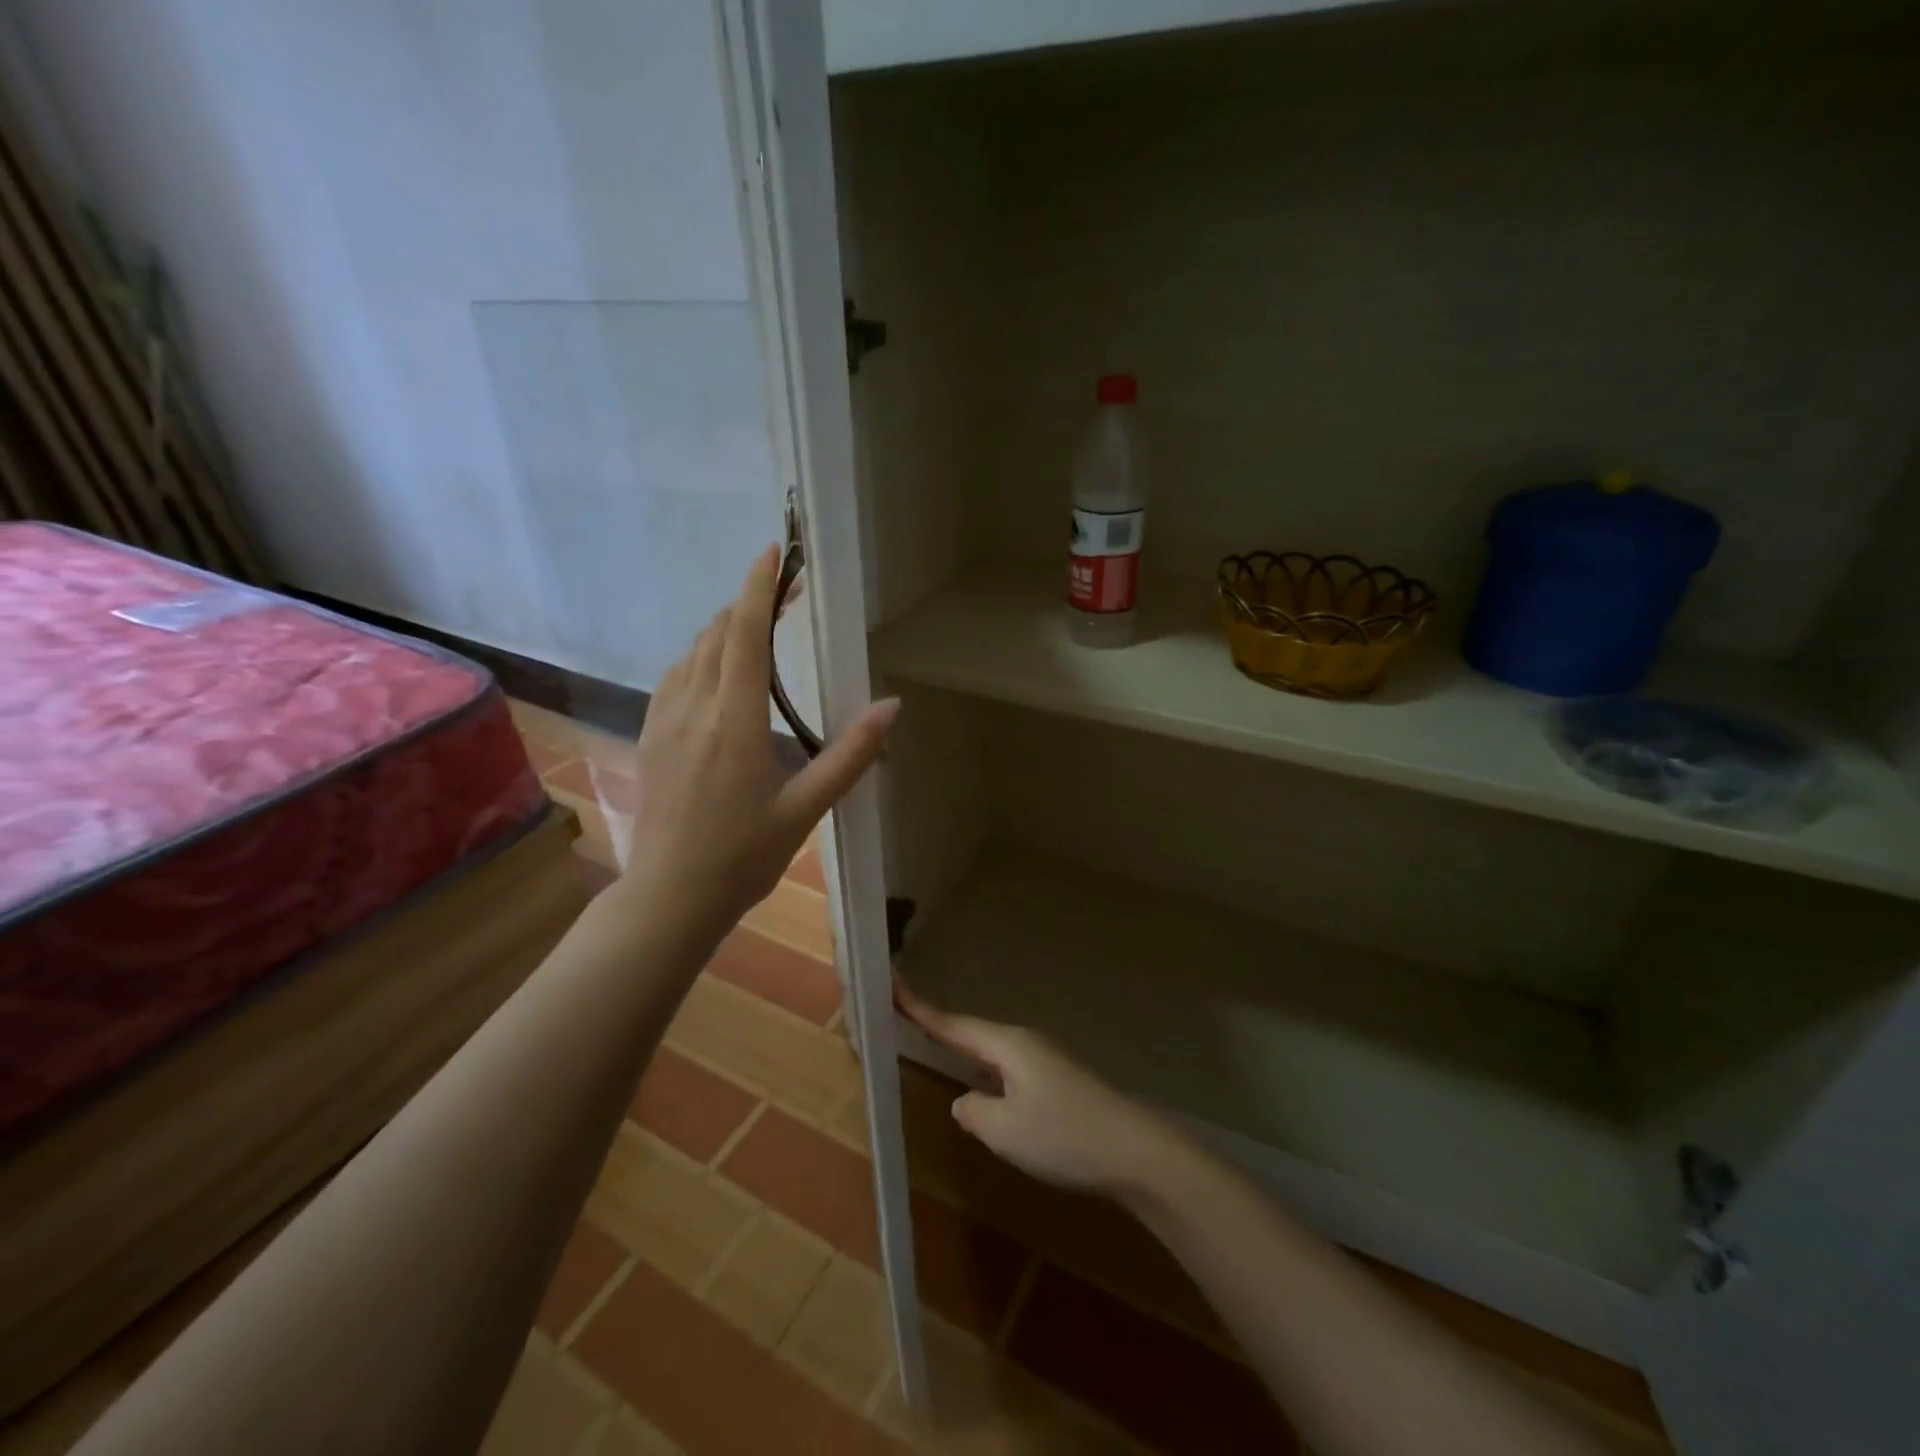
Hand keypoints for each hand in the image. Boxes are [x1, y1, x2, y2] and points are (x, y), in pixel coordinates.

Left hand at [620, 544, 897, 941]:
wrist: (670, 896)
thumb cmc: (744, 856)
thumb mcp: (807, 808)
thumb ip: (850, 754)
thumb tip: (892, 706)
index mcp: (735, 721)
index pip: (744, 635)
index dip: (758, 588)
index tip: (774, 553)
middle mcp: (694, 708)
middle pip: (717, 634)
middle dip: (748, 602)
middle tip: (784, 590)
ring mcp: (665, 721)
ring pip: (692, 652)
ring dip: (723, 629)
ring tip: (756, 627)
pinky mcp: (651, 737)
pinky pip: (675, 677)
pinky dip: (700, 656)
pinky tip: (716, 672)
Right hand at [898, 983, 1181, 1199]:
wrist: (1135, 1152)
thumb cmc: (1064, 1135)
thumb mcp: (1004, 1131)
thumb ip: (972, 1112)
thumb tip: (965, 1100)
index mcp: (1007, 1045)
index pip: (951, 1024)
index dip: (918, 1008)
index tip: (890, 984)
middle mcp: (1024, 1043)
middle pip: (971, 1032)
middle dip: (938, 1026)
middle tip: (902, 1014)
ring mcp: (1045, 1060)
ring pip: (991, 1053)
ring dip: (963, 1051)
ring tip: (935, 1046)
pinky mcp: (1058, 1082)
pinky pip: (1009, 1070)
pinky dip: (987, 1074)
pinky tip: (984, 1091)